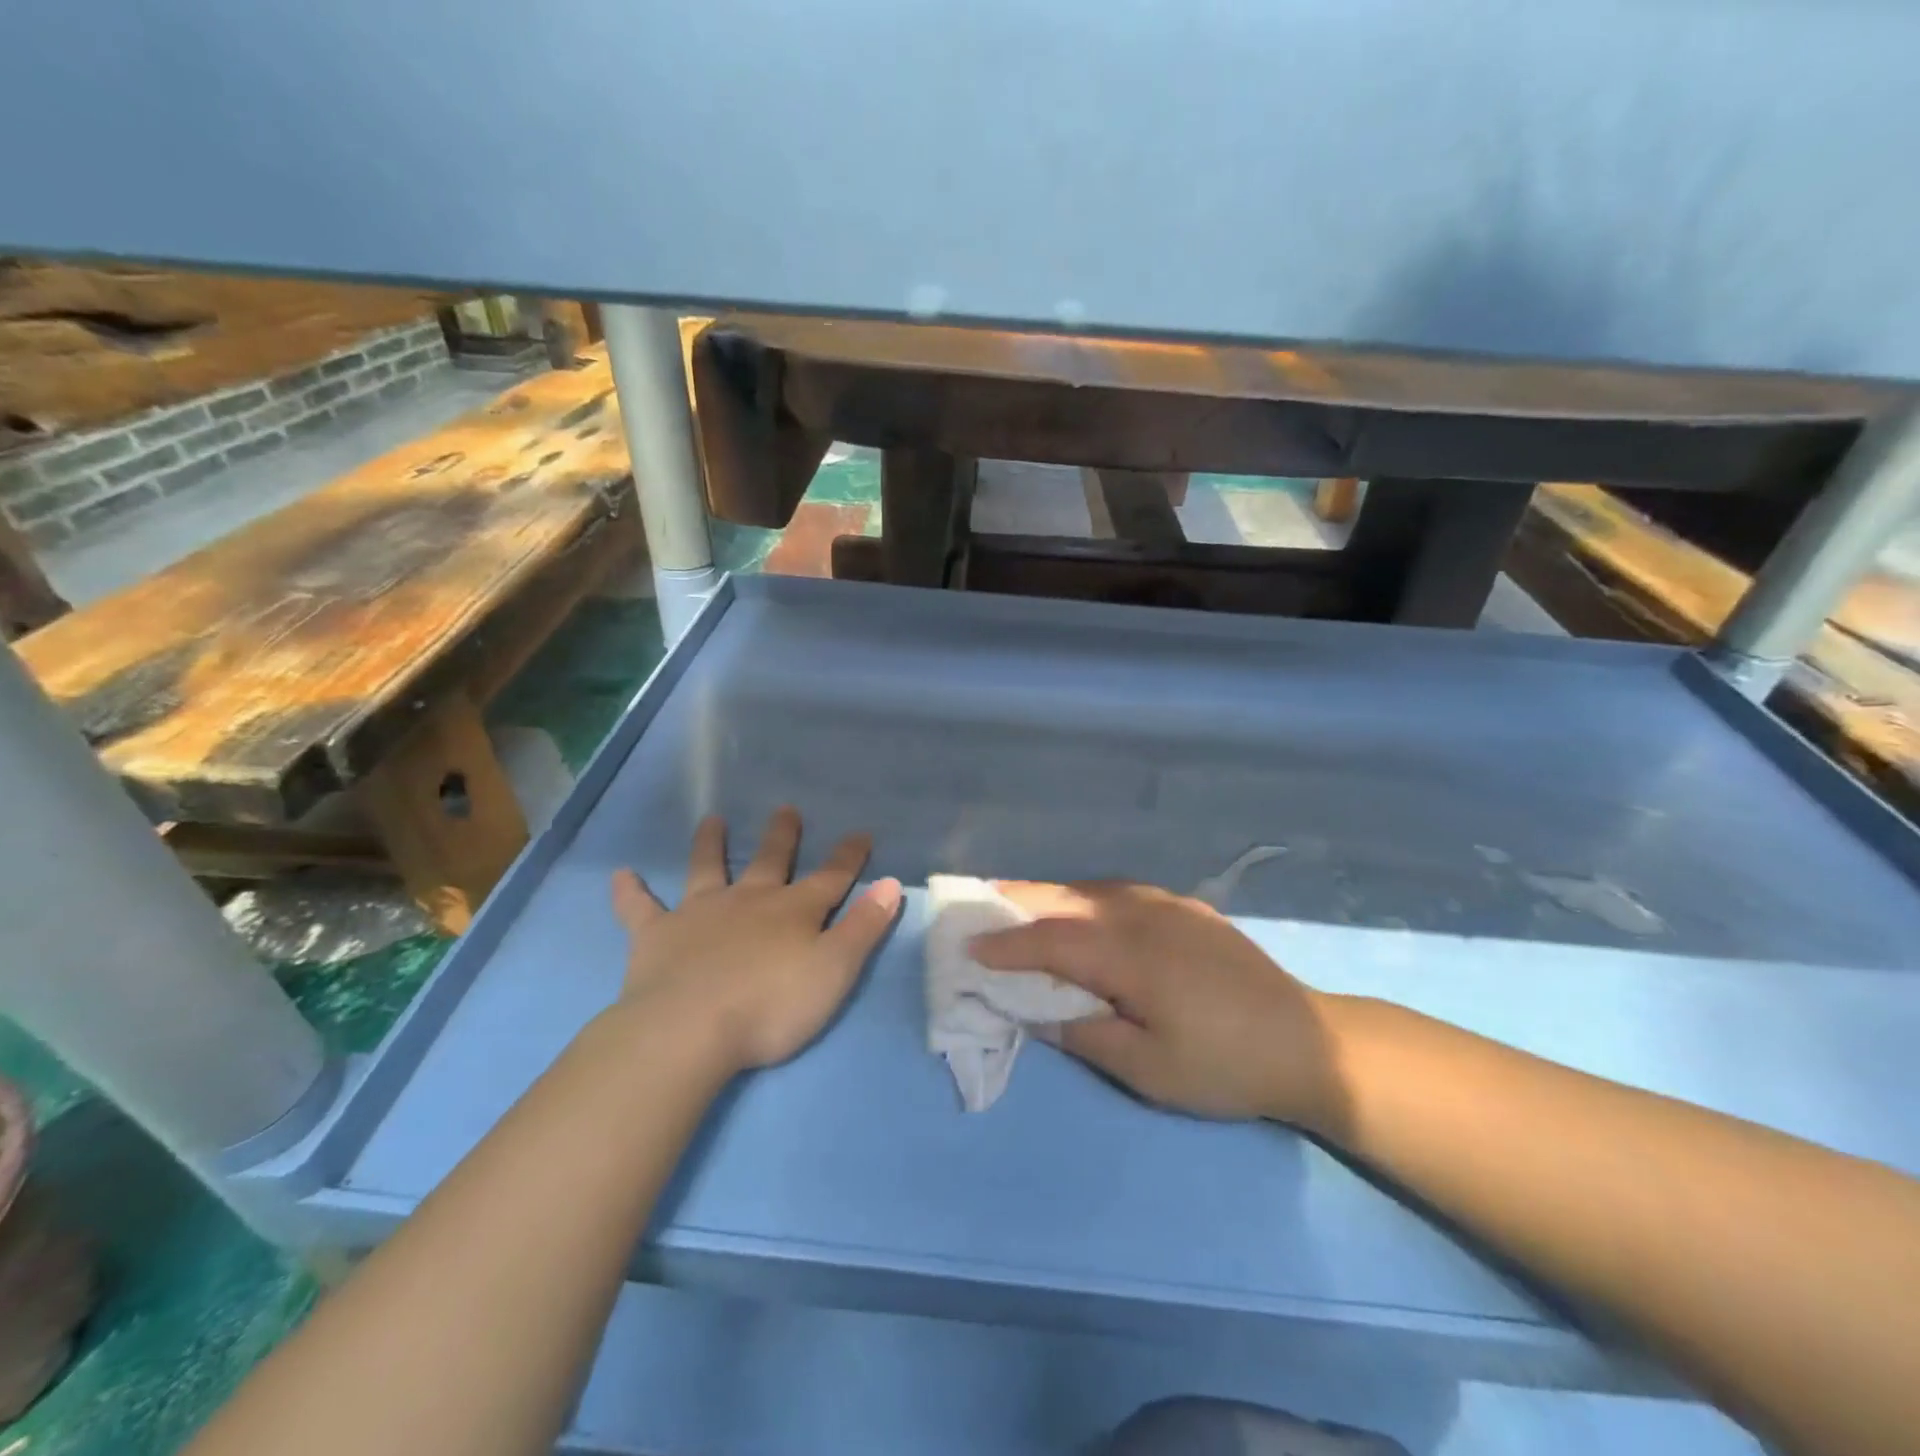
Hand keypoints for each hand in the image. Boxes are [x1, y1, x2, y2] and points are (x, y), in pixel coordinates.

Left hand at [610, 809, 901, 1075]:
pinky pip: (640, 909)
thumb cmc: (771, 1006)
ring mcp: (700, 913)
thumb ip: (864, 927)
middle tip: (785, 809)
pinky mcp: (657, 935)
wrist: (690, 1030)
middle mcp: (748, 901)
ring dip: (711, 844)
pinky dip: (629, 892)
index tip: (860, 833)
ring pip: (707, 869)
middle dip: (782, 836)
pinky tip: (620, 875)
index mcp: (793, 911)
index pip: (831, 877)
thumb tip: (890, 883)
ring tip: (712, 820)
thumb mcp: (835, 970)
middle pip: (770, 861)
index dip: (849, 856)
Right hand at [972, 881, 1343, 1130]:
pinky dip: (1088, 895)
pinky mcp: (1188, 908)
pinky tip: (1083, 906)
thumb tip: (1033, 1010)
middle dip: (1019, 898)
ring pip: (1094, 889)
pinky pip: (1122, 892)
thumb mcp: (1148, 1069)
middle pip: (1067, 900)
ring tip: (1019, 899)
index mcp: (1130, 955)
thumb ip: (1084, 1033)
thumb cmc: (1224, 1065)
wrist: (1309, 1044)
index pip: (1051, 941)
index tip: (968, 947)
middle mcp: (1143, 916)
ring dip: (1052, 893)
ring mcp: (1169, 906)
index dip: (1006, 944)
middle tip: (979, 899)